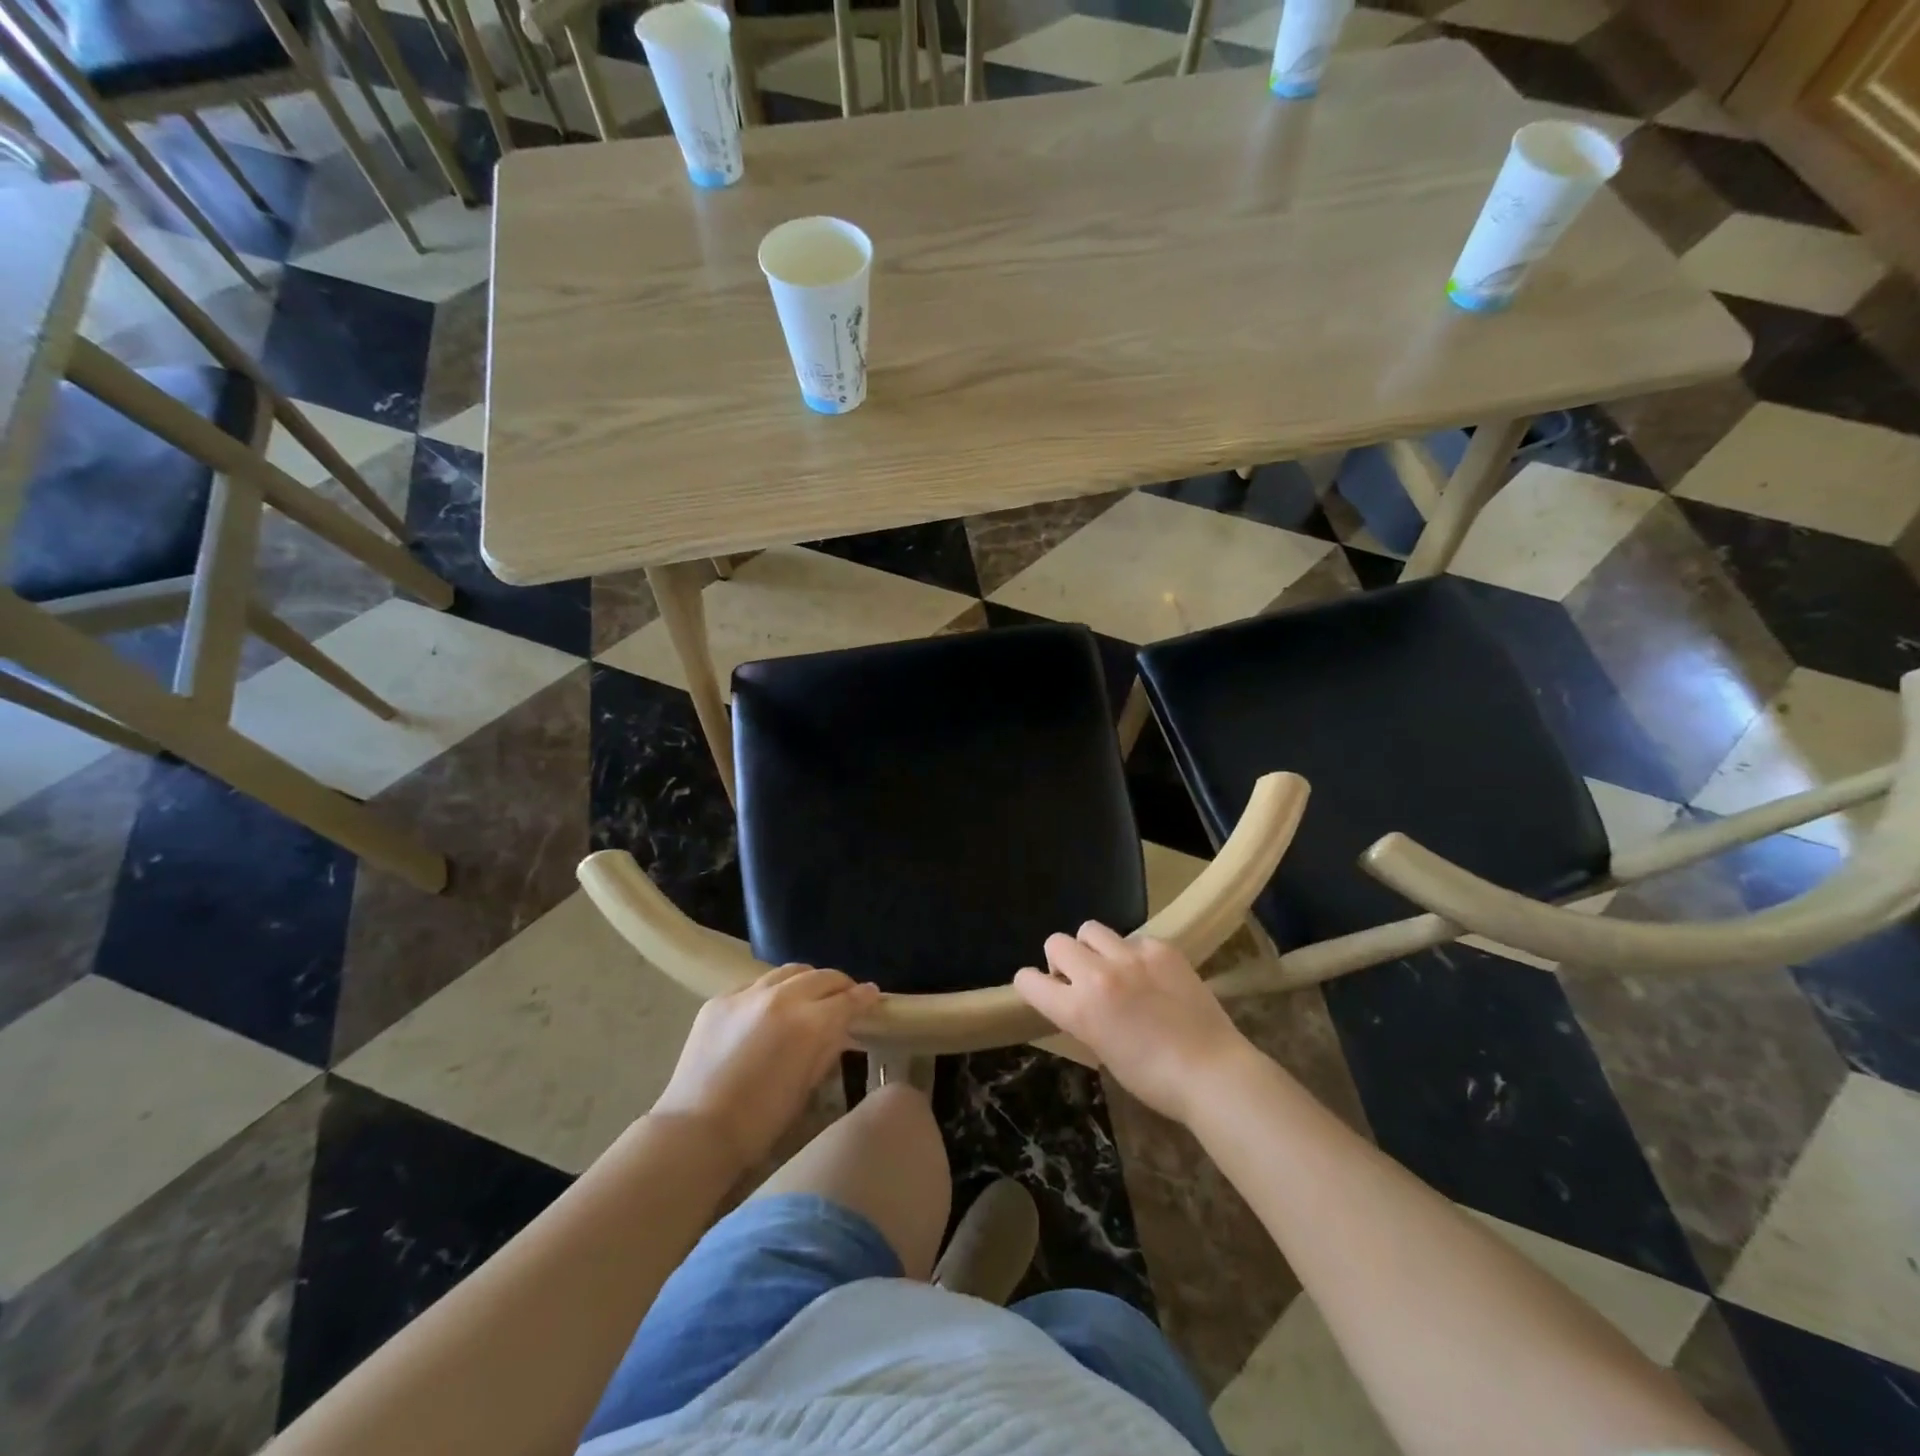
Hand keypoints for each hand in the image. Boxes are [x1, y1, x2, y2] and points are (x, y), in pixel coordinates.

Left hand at [653, 964, 880, 1169]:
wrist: (696, 1129)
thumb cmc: (760, 1121)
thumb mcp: (806, 1086)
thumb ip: (827, 1050)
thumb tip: (841, 1030)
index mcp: (809, 1023)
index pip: (847, 999)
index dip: (864, 996)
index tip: (873, 995)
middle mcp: (782, 997)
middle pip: (821, 977)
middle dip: (839, 984)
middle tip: (847, 995)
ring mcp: (748, 994)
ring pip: (789, 972)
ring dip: (807, 980)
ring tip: (811, 994)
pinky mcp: (720, 999)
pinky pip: (756, 984)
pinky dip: (772, 991)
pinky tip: (770, 1007)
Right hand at [1014, 923, 1255, 1126]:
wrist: (1212, 1071)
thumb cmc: (1154, 1079)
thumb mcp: (1103, 1050)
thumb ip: (1083, 1017)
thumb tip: (1079, 1000)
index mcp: (1078, 1010)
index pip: (1028, 981)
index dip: (1030, 984)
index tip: (1041, 989)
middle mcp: (1098, 975)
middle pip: (1056, 942)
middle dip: (1061, 960)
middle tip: (1080, 979)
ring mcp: (1131, 957)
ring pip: (1090, 929)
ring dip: (1093, 948)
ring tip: (1114, 967)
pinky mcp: (1161, 949)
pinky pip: (1133, 938)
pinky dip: (1134, 953)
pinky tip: (1151, 974)